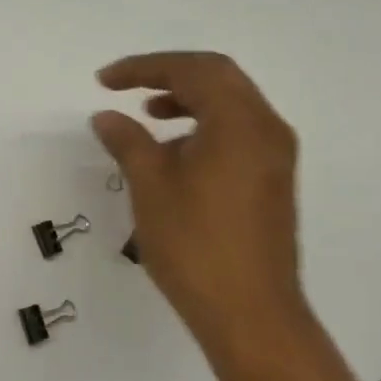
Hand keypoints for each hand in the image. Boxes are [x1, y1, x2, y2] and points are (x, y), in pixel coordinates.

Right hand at [92, 52, 311, 355]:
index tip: (104, 81)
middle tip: (127, 88)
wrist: (250, 313)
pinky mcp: (274, 183)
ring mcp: (276, 157)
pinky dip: (205, 129)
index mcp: (240, 122)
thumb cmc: (195, 245)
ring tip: (148, 117)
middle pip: (219, 79)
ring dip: (189, 102)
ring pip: (232, 107)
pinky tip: (176, 155)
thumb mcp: (151, 187)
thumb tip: (106, 117)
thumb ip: (128, 142)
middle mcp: (267, 129)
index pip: (193, 70)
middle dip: (169, 77)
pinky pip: (239, 135)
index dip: (144, 67)